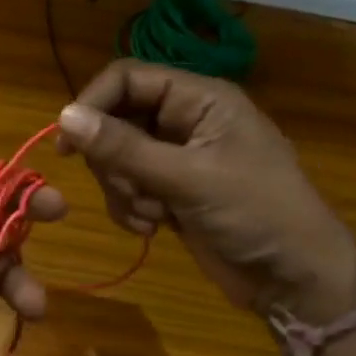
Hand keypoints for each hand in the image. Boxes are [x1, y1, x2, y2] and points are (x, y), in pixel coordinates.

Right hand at [56, 60, 355, 320]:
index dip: (93, 104)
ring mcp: (177, 160)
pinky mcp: (172, 194)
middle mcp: (186, 122)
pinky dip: (132, 210)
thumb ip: (124, 148)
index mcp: (200, 99)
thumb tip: (64, 116)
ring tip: (154, 214)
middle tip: (132, 190)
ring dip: (124, 191)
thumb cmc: (255, 212)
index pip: (128, 79)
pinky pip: (129, 190)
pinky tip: (154, 228)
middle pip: (117, 122)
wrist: (292, 276)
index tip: (67, 145)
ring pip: (118, 161)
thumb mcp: (188, 177)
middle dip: (113, 162)